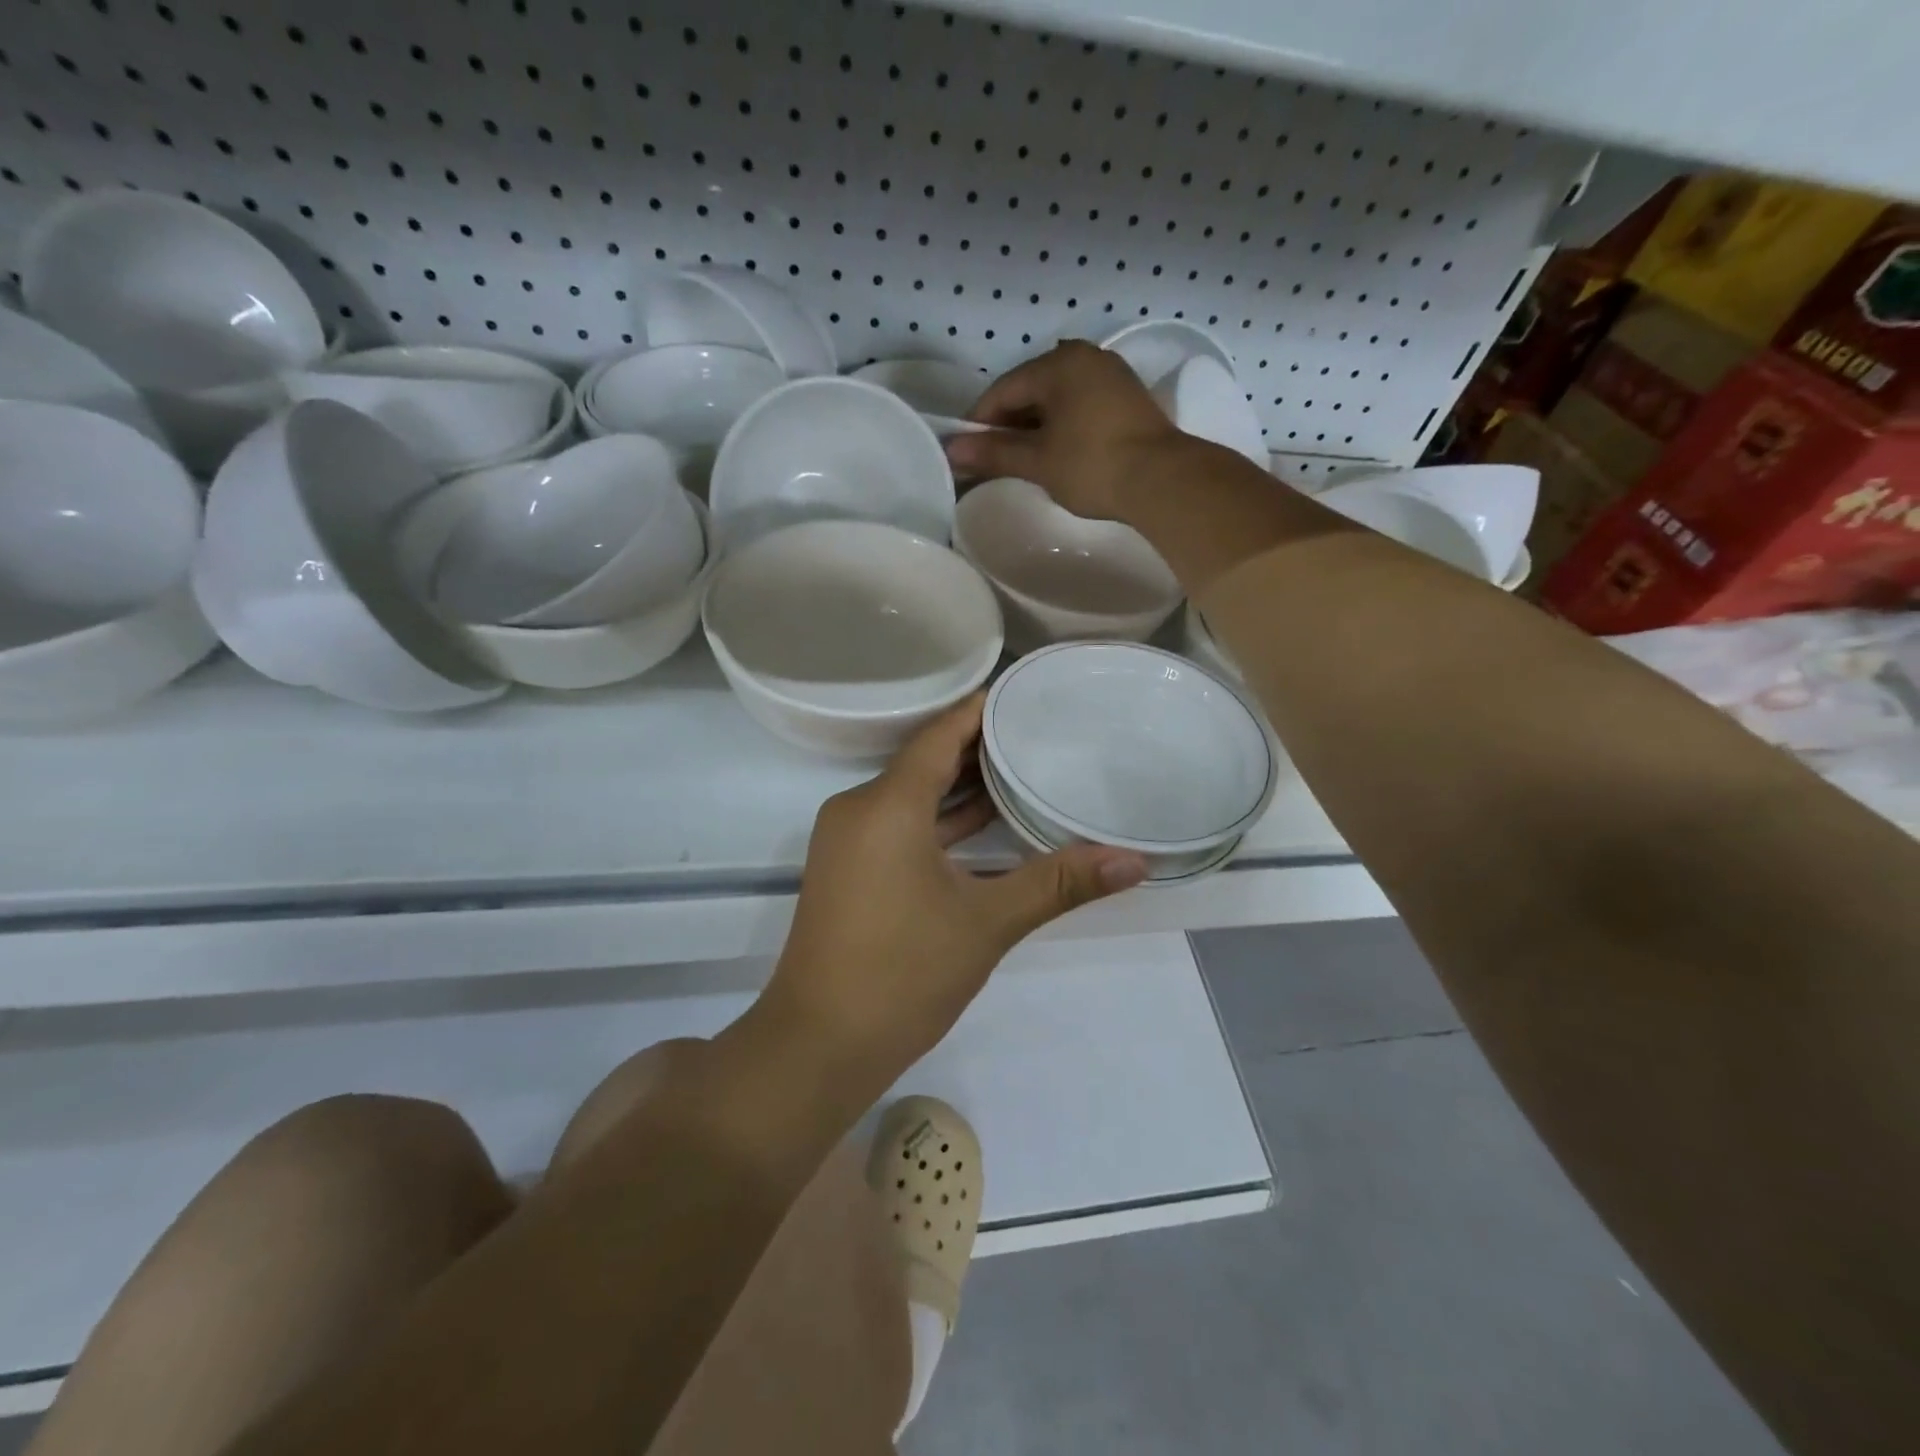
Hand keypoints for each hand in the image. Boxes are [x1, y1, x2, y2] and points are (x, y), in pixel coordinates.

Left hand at [763, 695, 1147, 1090]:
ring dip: (958, 788)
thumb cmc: (903, 973)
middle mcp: (859, 810)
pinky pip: (898, 825)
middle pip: (924, 762)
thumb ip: (1058, 883)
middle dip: (977, 749)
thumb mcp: (988, 922)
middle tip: (1037, 733)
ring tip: (1019, 771)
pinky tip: (980, 828)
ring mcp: (848, 841)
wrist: (819, 1044)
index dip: (979, 712)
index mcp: (887, 806)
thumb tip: (1135, 862)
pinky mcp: (847, 870)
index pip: (939, 737)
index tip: (1022, 694)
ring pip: (910, 797)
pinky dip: (937, 821)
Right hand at [946, 341, 1185, 519]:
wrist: (1164, 480)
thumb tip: (952, 451)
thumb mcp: (1038, 461)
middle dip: (1009, 424)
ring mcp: (1111, 374)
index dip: (980, 423)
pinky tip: (1057, 452)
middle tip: (995, 460)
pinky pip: (1080, 405)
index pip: (1003, 389)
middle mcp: (1085, 357)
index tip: (967, 453)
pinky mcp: (1128, 397)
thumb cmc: (1093, 465)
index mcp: (1059, 364)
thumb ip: (994, 453)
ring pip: (1057, 398)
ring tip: (1024, 460)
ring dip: (1036, 426)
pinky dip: (1062, 425)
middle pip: (1031, 390)